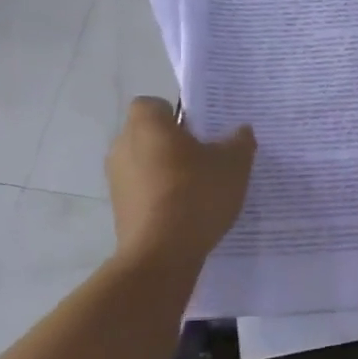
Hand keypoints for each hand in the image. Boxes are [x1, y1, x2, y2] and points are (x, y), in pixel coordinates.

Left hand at [105, 97, 255, 259]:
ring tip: (198, 190)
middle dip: (174, 144)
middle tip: (206, 159)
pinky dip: (159, 197)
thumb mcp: (233, 164)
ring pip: (145, 164)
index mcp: (147, 125)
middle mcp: (122, 146)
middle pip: (149, 135)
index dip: (176, 114)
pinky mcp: (118, 209)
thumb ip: (239, 142)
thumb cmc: (196, 194)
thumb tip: (241, 131)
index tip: (200, 131)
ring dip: (166, 172)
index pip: (154, 104)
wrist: (162, 254)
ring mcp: (116, 180)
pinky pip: (142, 192)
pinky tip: (186, 213)